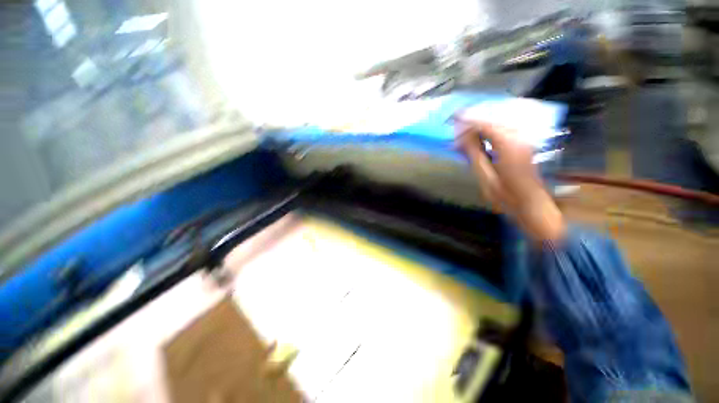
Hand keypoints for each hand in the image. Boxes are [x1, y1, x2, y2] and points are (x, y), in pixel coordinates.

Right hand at [455, 118, 565, 242]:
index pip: (485, 125)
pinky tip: (480, 138)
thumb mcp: (485, 176)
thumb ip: (474, 154)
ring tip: (465, 134)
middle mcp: (519, 137)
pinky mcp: (524, 144)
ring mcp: (524, 140)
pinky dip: (490, 132)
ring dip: (481, 127)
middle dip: (473, 123)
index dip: (468, 122)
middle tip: (457, 130)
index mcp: (508, 145)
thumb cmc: (506, 195)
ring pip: (499, 124)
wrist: (532, 204)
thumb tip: (461, 138)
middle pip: (493, 121)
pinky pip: (504, 131)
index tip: (453, 120)